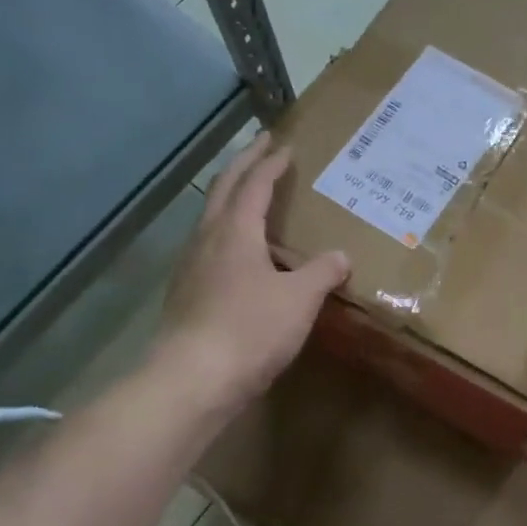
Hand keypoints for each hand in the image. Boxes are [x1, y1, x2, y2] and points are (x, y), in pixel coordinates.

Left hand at [155, 133, 350, 412]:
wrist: (192, 380)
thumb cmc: (250, 329)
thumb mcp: (299, 299)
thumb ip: (322, 272)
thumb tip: (341, 256)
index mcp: (235, 231)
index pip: (254, 184)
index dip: (271, 163)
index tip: (285, 146)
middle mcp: (207, 239)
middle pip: (224, 189)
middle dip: (244, 164)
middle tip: (262, 145)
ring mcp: (190, 266)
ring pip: (211, 217)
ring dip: (231, 197)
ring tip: (252, 196)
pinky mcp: (185, 292)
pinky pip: (208, 246)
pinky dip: (227, 232)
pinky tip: (240, 254)